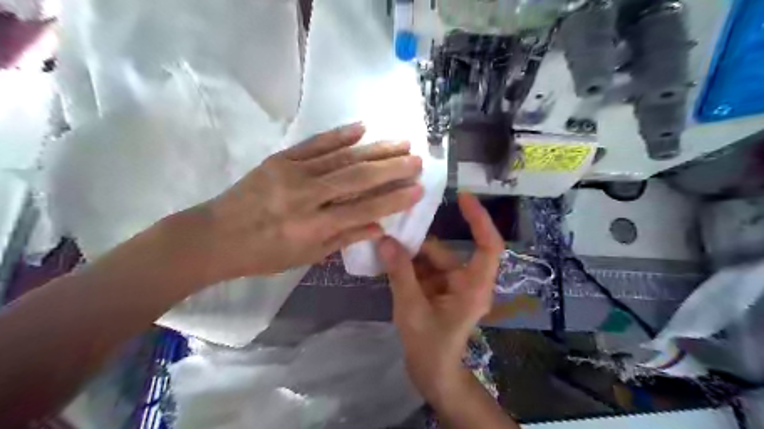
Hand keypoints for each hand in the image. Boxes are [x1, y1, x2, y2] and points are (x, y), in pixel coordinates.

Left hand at [186, 120, 423, 281]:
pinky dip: (339, 135)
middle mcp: (306, 197)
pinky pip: (315, 144)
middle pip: (356, 178)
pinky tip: (362, 128)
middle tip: (417, 159)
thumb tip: (379, 226)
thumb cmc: (263, 255)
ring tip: (400, 142)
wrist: (214, 236)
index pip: (363, 209)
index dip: (394, 199)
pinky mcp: (279, 159)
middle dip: (391, 168)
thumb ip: (344, 238)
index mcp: (313, 228)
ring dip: (374, 148)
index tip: (418, 189)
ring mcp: (292, 173)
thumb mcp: (306, 257)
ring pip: (341, 157)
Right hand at [379, 194, 506, 405]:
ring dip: (409, 256)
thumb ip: (400, 272)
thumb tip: (385, 241)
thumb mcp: (412, 308)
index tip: (462, 198)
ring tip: (383, 246)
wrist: (432, 375)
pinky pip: (424, 271)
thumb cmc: (430, 346)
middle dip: (420, 244)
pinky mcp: (439, 292)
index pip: (488, 245)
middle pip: (446, 252)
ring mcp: (452, 287)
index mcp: (474, 286)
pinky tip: (388, 262)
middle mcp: (467, 282)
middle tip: (393, 229)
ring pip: (432, 261)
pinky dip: (408, 266)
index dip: (479, 219)